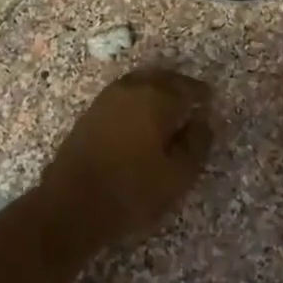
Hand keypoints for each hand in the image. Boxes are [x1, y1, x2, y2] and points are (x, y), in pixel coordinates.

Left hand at [39, 67, 214, 249]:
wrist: (71, 204)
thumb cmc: (132, 191)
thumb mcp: (178, 175)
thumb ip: (196, 143)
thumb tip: (203, 120)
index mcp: (157, 99)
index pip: (187, 87)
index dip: (201, 94)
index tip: (211, 102)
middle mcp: (131, 89)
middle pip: (162, 78)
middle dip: (179, 86)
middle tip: (191, 100)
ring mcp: (107, 98)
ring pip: (139, 83)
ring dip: (156, 90)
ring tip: (168, 109)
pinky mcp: (90, 112)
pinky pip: (123, 95)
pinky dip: (137, 99)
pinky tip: (141, 119)